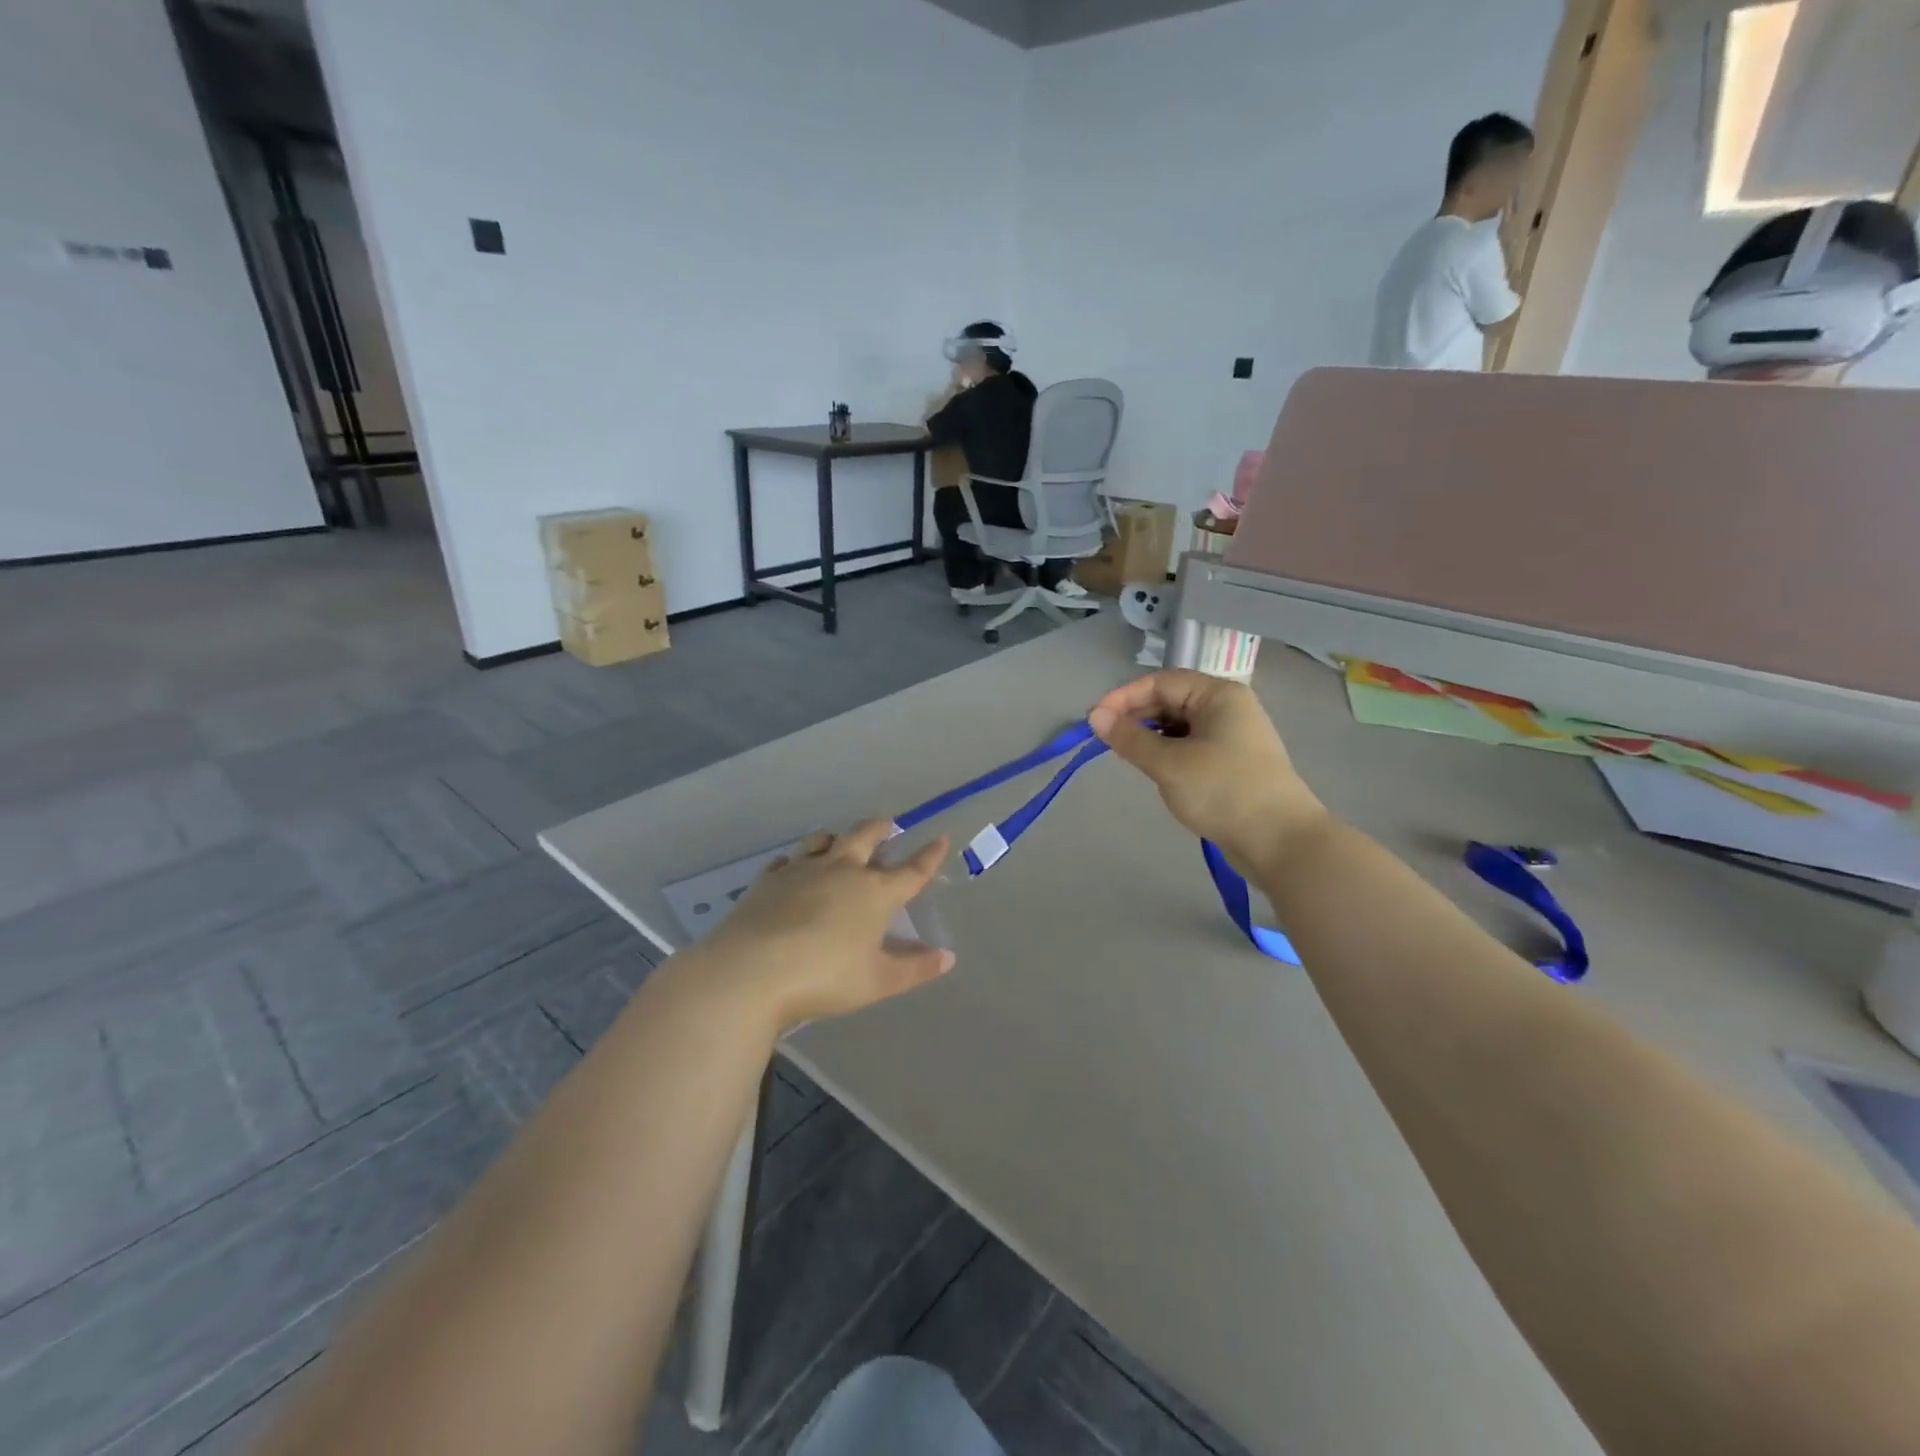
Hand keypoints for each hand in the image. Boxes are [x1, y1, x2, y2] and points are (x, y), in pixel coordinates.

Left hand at [693, 821, 954, 1033]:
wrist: (751, 970)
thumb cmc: (825, 977)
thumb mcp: (878, 981)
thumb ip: (915, 968)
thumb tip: (947, 957)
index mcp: (874, 892)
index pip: (912, 870)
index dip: (929, 855)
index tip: (941, 838)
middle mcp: (842, 870)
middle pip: (866, 836)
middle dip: (881, 828)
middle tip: (887, 825)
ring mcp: (802, 870)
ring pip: (824, 839)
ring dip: (837, 837)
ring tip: (840, 841)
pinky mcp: (769, 879)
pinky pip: (787, 861)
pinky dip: (796, 862)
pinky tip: (792, 869)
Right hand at [1088, 671, 1327, 874]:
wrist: (1281, 841)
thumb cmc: (1223, 792)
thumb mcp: (1169, 764)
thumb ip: (1130, 738)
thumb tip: (1095, 716)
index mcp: (1218, 695)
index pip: (1161, 682)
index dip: (1123, 697)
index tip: (1094, 720)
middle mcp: (1228, 707)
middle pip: (1171, 699)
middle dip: (1136, 716)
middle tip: (1105, 740)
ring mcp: (1233, 735)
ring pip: (1179, 725)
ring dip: (1150, 735)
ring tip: (1125, 755)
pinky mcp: (1232, 762)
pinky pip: (1191, 745)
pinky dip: (1167, 752)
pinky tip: (1154, 768)